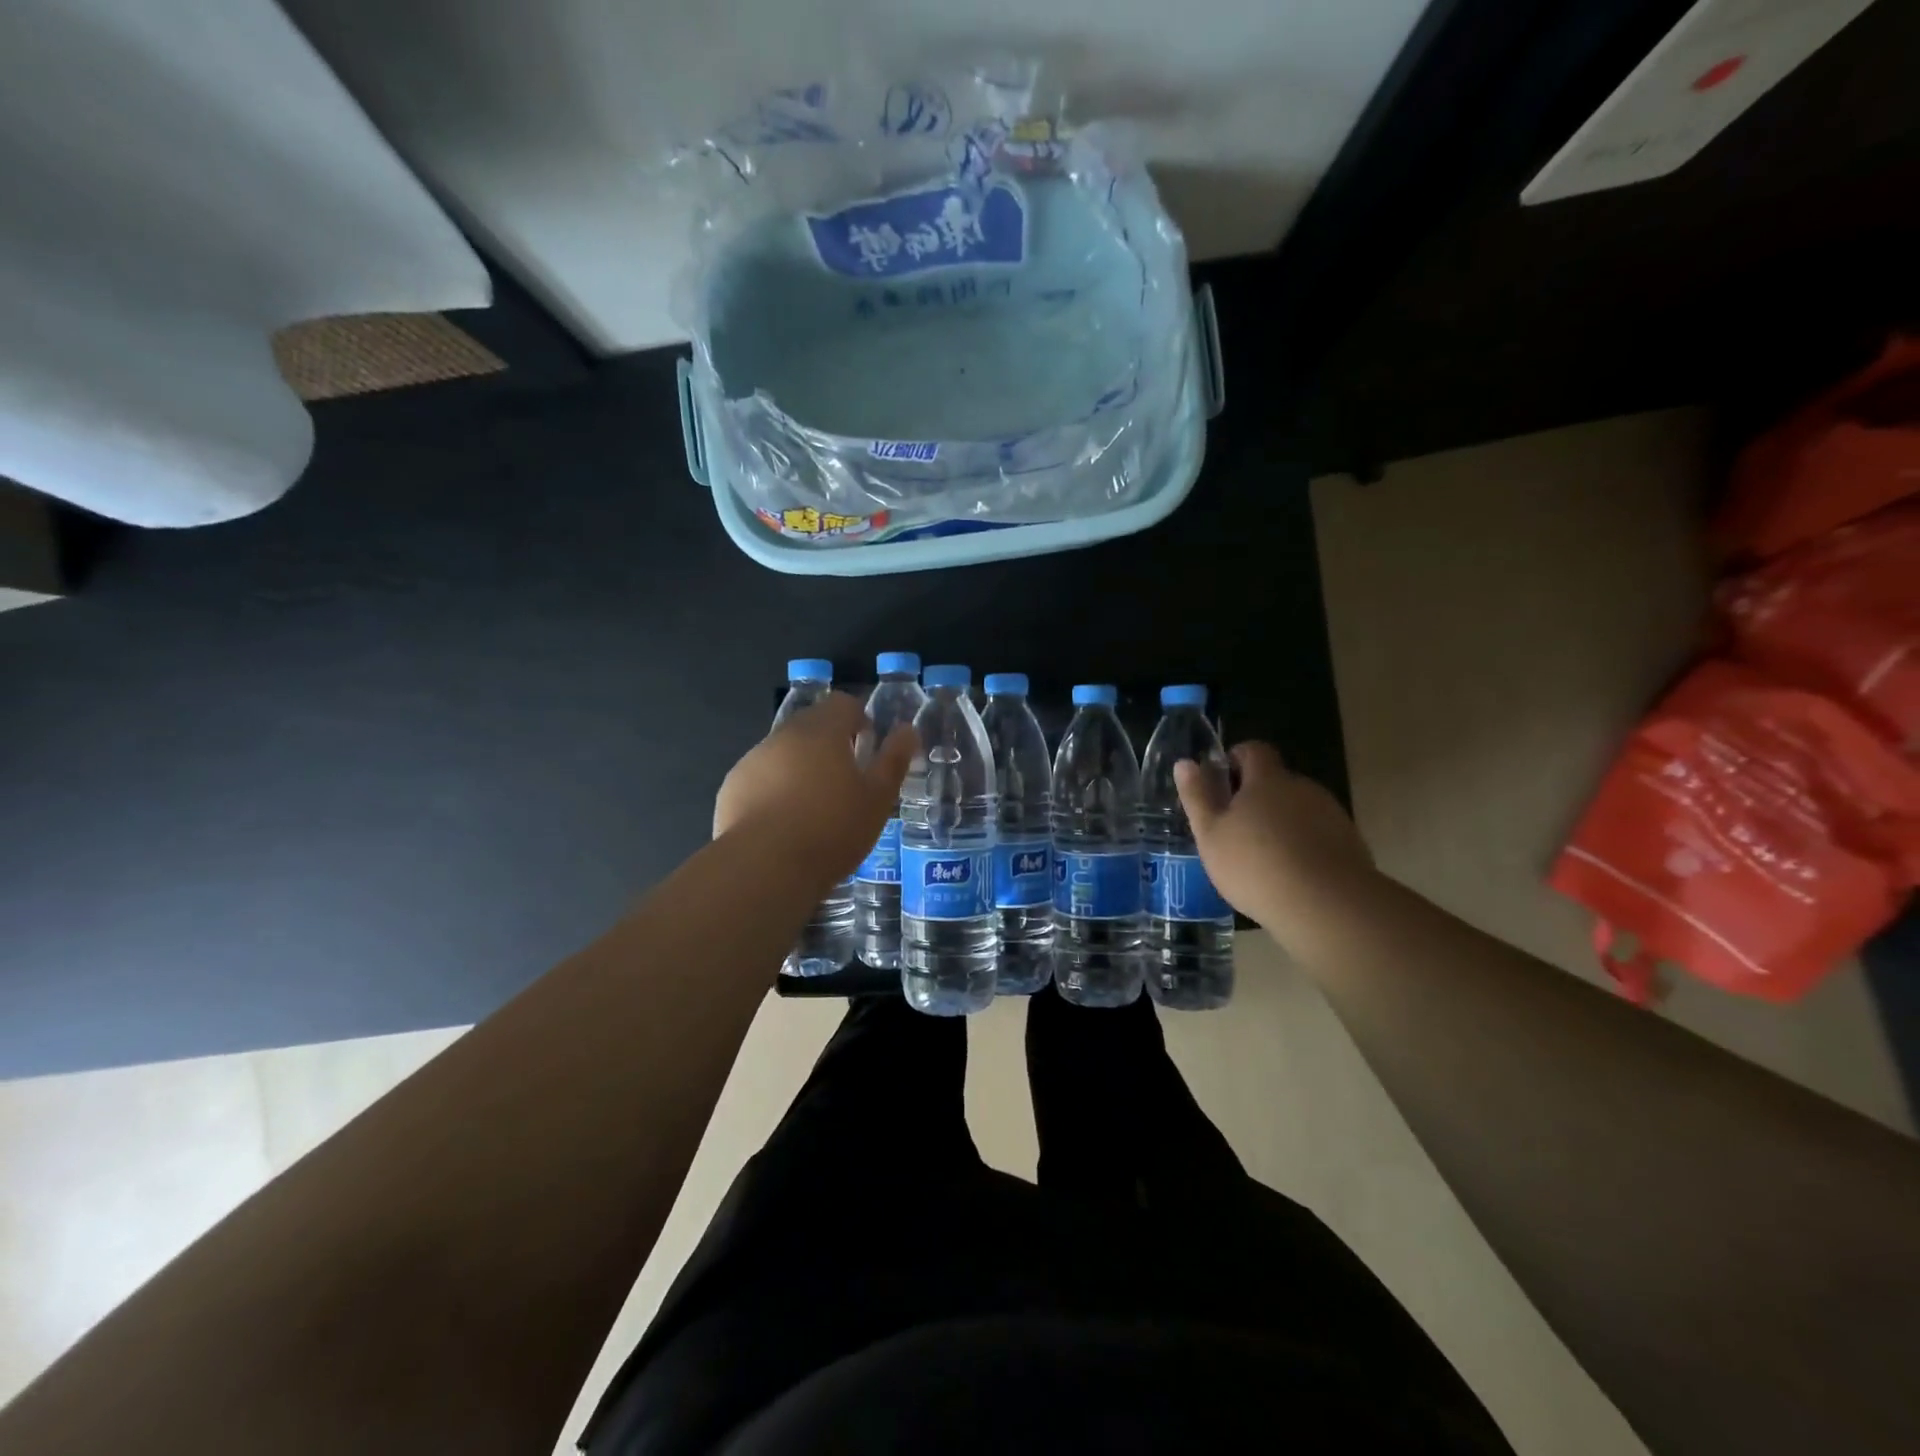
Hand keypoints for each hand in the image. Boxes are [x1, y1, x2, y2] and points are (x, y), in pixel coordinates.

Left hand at [714, 693, 917, 881]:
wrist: (764, 867)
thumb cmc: (832, 829)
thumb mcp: (877, 798)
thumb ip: (893, 760)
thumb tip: (907, 730)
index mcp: (822, 731)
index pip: (843, 703)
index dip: (859, 719)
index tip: (868, 747)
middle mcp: (784, 735)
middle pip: (811, 724)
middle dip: (830, 743)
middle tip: (846, 780)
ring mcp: (753, 760)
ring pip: (784, 752)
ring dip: (801, 766)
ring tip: (814, 807)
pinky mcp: (732, 788)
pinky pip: (761, 778)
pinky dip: (775, 789)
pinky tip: (784, 824)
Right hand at [1175, 741, 1377, 937]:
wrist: (1327, 906)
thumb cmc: (1256, 865)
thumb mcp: (1210, 834)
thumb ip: (1197, 796)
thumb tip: (1185, 762)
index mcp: (1267, 780)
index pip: (1253, 750)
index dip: (1236, 760)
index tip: (1222, 784)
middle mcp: (1302, 788)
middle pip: (1276, 782)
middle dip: (1256, 798)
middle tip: (1235, 831)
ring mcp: (1330, 814)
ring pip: (1297, 809)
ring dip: (1280, 823)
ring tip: (1263, 860)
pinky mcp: (1350, 843)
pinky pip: (1318, 834)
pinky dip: (1303, 846)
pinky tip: (1291, 876)